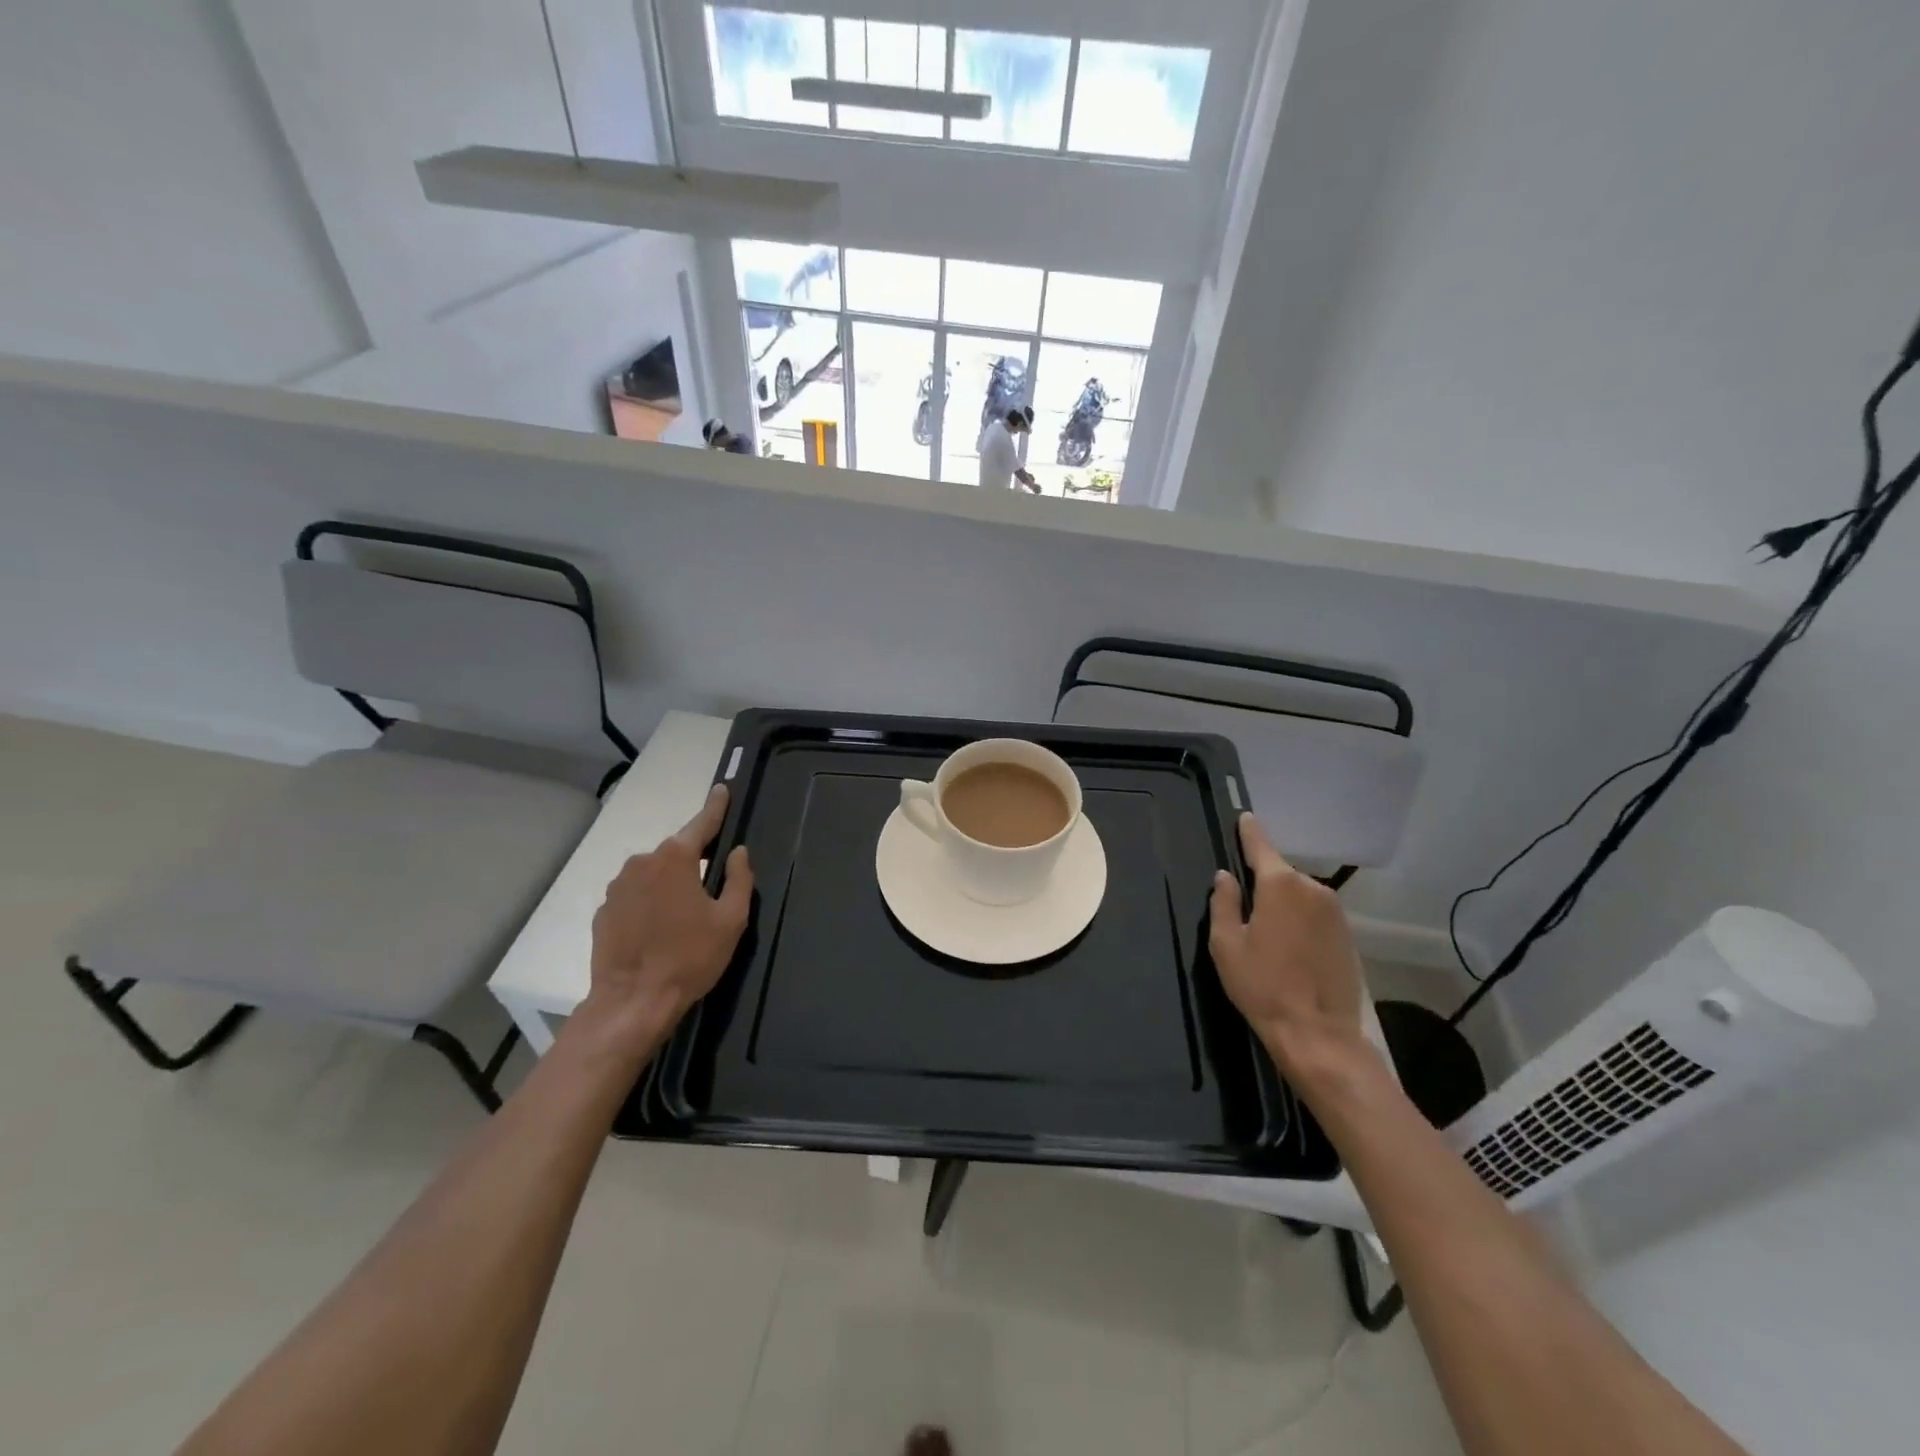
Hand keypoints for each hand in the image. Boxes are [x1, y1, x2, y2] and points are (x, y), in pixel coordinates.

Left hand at [584, 785, 753, 1053]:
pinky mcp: (604, 910)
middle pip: (677, 851)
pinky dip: (650, 902)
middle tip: (713, 881)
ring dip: (671, 883)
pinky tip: (659, 929)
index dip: (716, 806)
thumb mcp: (730, 920)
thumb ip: (739, 879)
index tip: (722, 788)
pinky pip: (635, 895)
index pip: (702, 823)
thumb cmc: (690, 958)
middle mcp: (642, 862)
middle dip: (695, 858)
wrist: (632, 1002)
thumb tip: (737, 852)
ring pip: (654, 873)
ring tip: (685, 914)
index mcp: (676, 859)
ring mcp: (618, 886)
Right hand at [1208, 814, 1375, 1092]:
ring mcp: (1335, 911)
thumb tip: (1226, 877)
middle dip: (1262, 882)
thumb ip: (1223, 903)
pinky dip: (1299, 921)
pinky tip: (1288, 948)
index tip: (1244, 817)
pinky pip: (1314, 914)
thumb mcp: (1226, 945)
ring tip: (1265, 935)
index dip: (1249, 831)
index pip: (1260, 845)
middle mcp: (1312, 888)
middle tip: (1243, 909)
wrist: (1318, 1034)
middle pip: (1279, 874)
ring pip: (1298, 895)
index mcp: (1279, 885)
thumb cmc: (1262, 986)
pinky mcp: (1347, 934)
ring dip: (1282, 904)